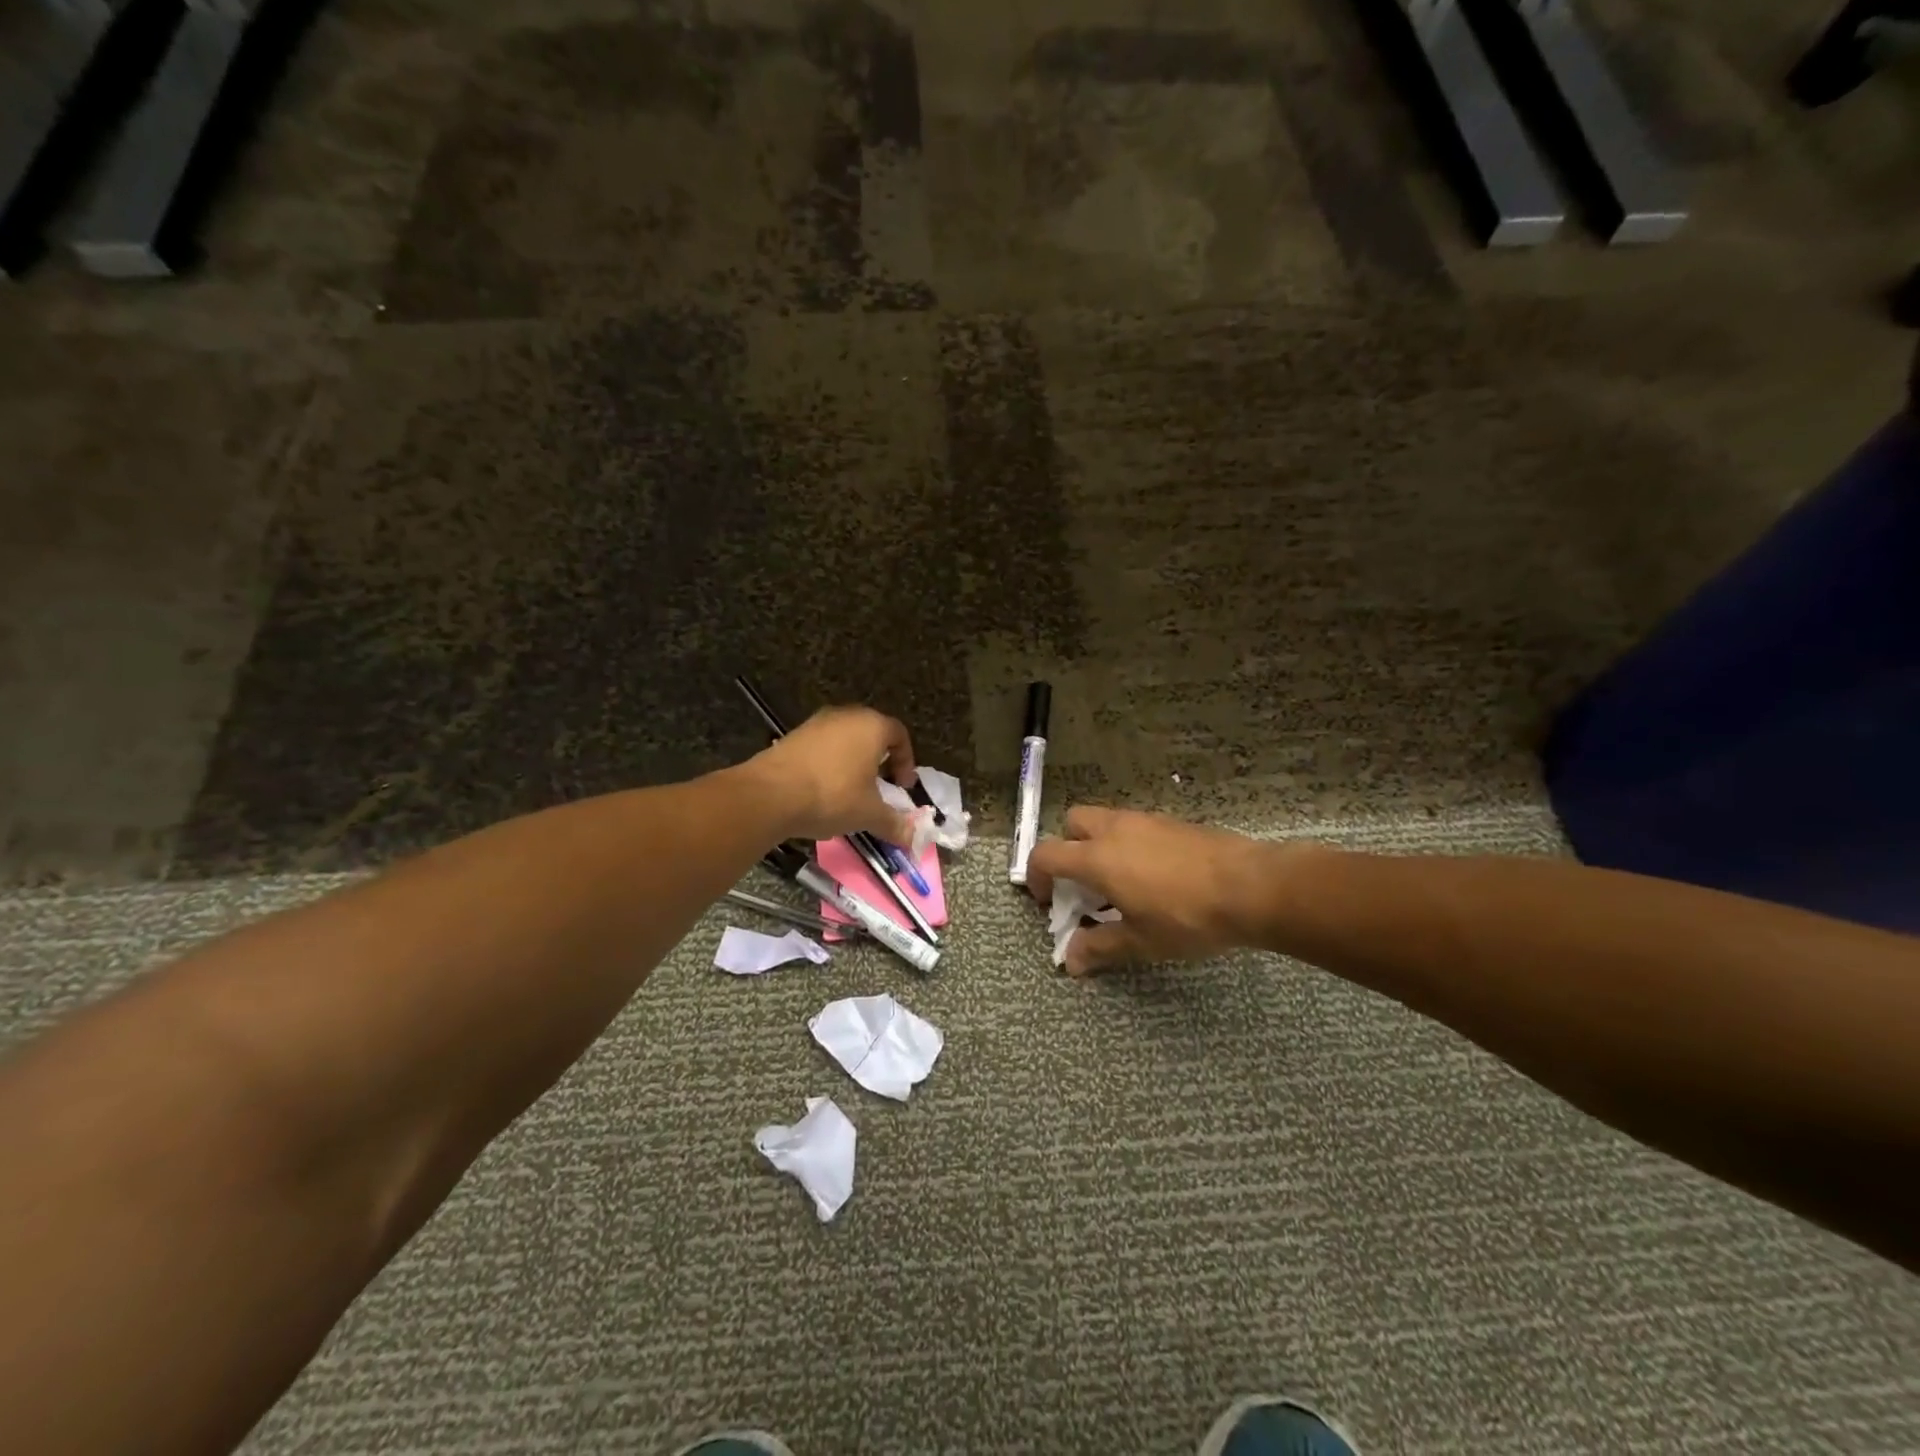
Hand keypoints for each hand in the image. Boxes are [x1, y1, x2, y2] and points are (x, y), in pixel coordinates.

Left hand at [746, 706, 918, 844]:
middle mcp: (846, 716)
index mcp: (872, 726)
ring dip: (853, 762)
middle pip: (872, 734)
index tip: (903, 787)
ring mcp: (816, 723)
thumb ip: (894, 824)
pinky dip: (829, 764)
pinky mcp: (793, 735)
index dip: (906, 761)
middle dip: (880, 761)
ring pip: (845, 740)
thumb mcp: (868, 814)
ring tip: (851, 792)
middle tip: (881, 788)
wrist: (769, 795)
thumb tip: (913, 839)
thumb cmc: (832, 796)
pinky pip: (822, 747)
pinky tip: (823, 791)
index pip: (900, 735)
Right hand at [1026, 807, 1277, 975]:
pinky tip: (1154, 876)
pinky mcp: (1173, 822)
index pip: (1046, 854)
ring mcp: (1146, 821)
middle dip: (1068, 849)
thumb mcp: (1141, 941)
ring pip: (1106, 821)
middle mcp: (1115, 830)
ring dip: (1099, 845)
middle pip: (1072, 823)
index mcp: (1097, 857)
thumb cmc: (1187, 917)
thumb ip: (1100, 947)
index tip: (1047, 901)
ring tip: (1120, 883)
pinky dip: (1129, 844)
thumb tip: (1070, 961)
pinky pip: (1136, 826)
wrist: (1252, 887)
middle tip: (1083, 883)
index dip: (1036, 876)